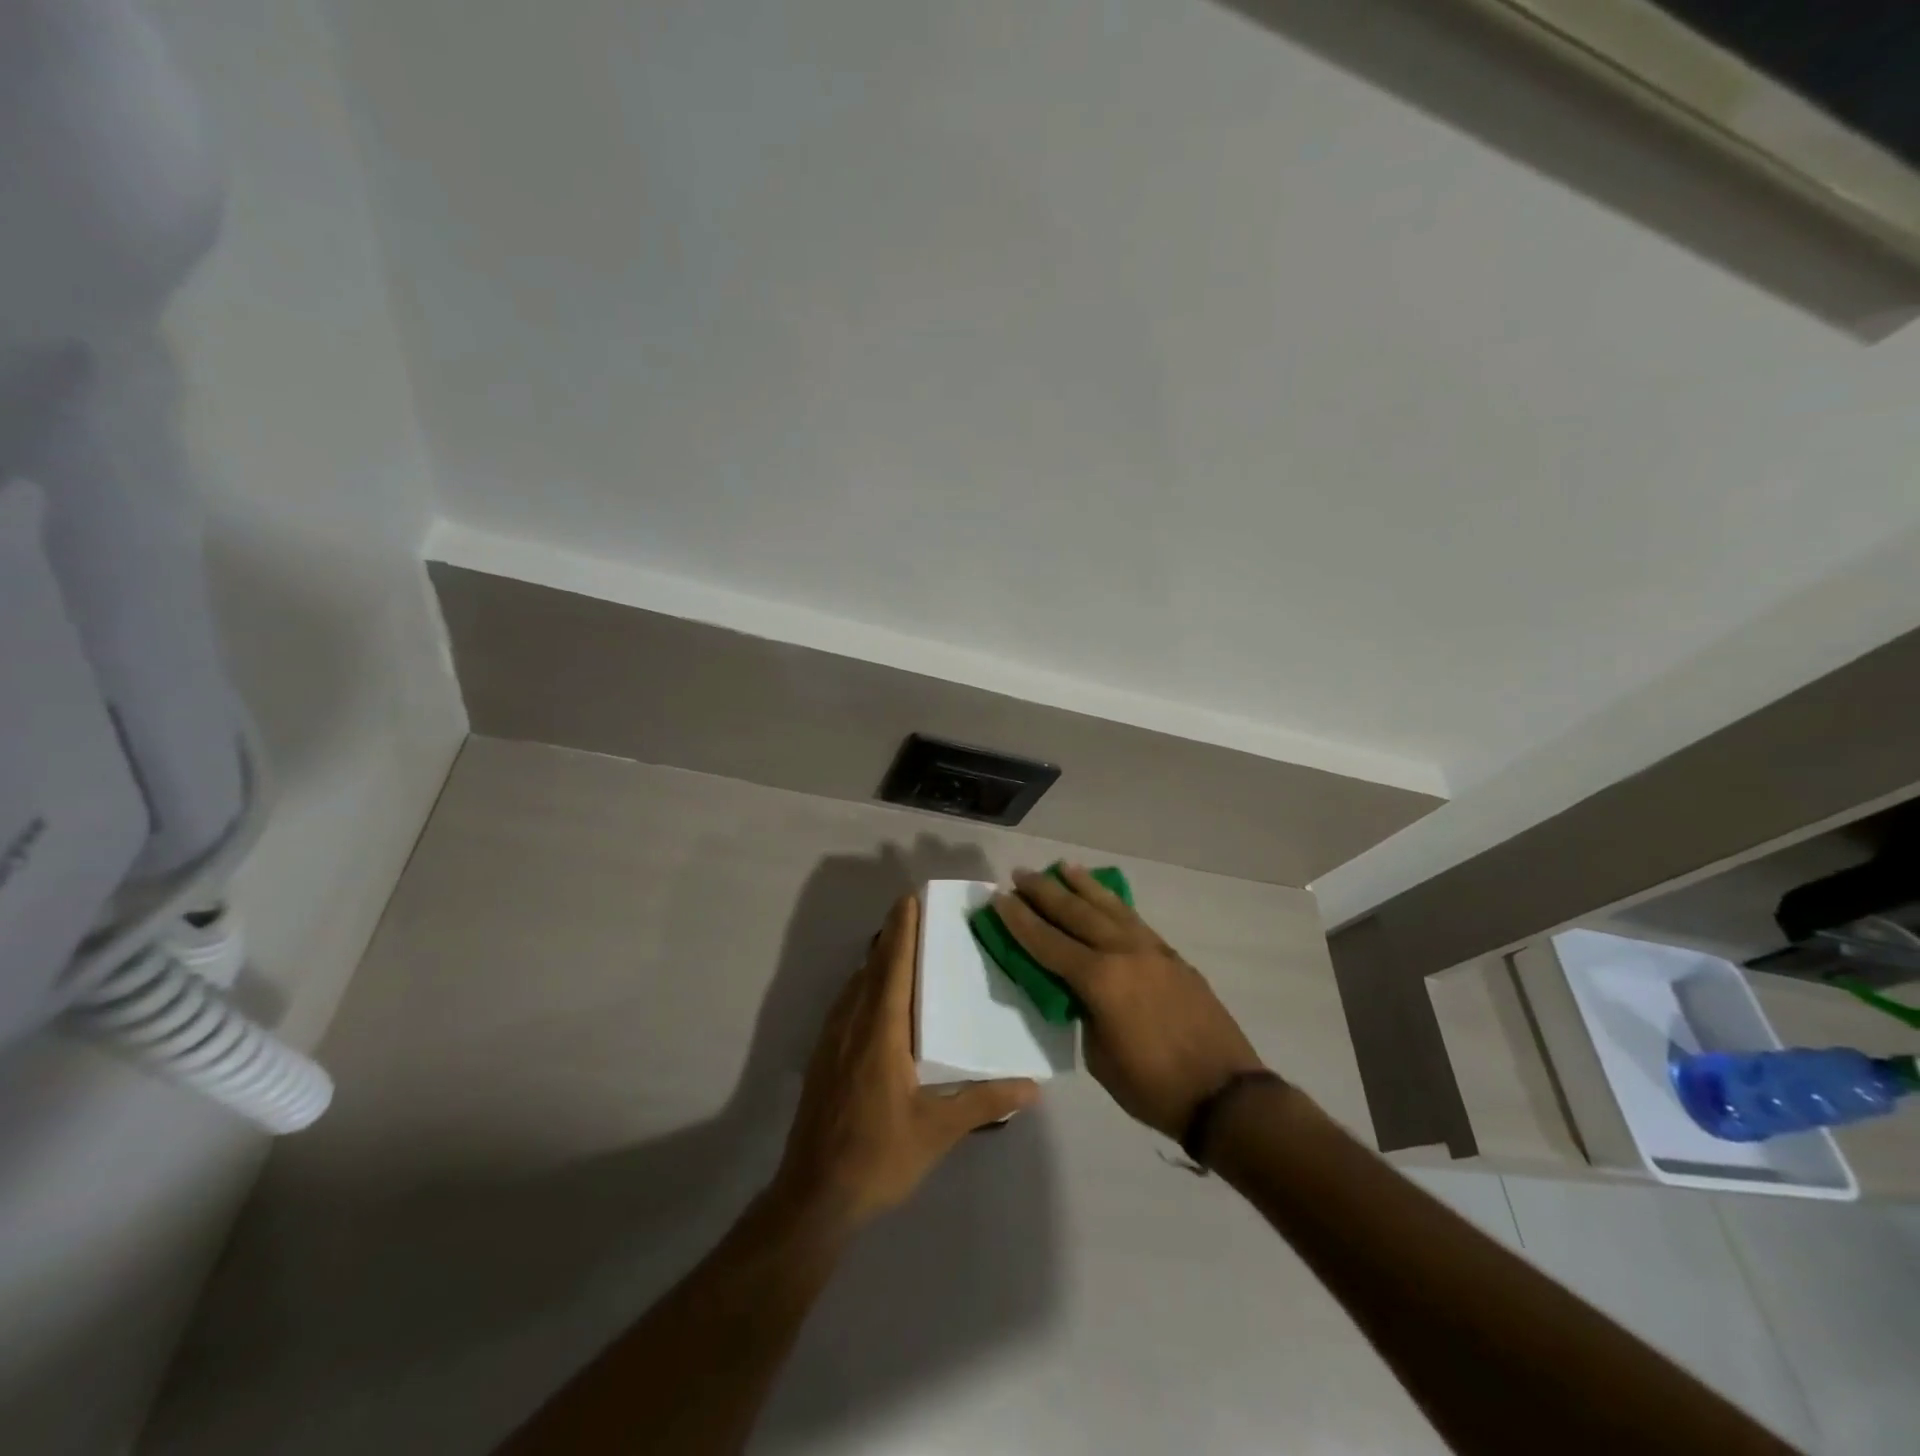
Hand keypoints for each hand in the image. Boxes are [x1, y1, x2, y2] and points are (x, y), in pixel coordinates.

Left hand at [772, 892, 1038, 1235]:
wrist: (814, 1196)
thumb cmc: (878, 1156)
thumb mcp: (937, 1130)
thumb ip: (984, 1102)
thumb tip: (1032, 1085)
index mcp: (881, 1032)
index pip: (893, 967)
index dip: (902, 931)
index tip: (909, 899)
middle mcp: (853, 1025)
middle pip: (872, 968)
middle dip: (891, 937)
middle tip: (913, 912)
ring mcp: (832, 1041)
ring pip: (855, 985)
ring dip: (876, 960)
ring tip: (899, 947)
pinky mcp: (823, 1058)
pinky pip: (846, 1004)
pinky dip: (864, 985)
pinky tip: (876, 999)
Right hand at [994, 865, 1266, 1139]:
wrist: (1225, 1095)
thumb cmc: (1153, 1086)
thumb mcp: (1099, 1056)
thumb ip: (1084, 1012)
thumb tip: (1080, 991)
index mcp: (1100, 979)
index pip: (1047, 942)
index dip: (1019, 920)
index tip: (998, 897)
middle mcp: (1123, 952)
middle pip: (1076, 913)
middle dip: (1044, 892)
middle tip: (1020, 873)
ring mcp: (1152, 950)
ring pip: (1109, 907)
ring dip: (1082, 886)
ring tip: (1062, 866)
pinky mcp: (1172, 956)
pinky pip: (1133, 919)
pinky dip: (1113, 904)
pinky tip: (1106, 898)